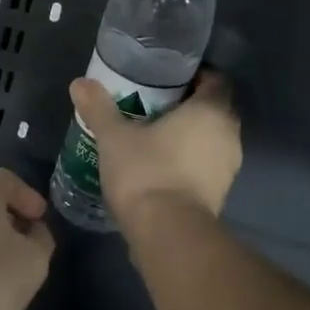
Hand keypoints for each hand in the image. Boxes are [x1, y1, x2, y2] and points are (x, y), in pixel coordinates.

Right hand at [68, 70, 242, 225]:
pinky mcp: (220, 194)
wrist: (167, 233)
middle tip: (155, 106)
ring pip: (212, 140)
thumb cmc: (146, 172)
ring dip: (191, 136)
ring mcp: (229, 168)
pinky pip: (207, 166)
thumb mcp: (114, 137)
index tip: (167, 80)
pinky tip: (162, 166)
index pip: (216, 80)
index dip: (195, 76)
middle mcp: (229, 135)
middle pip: (214, 110)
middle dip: (189, 106)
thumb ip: (99, 107)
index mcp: (211, 111)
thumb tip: (80, 82)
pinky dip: (190, 162)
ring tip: (156, 136)